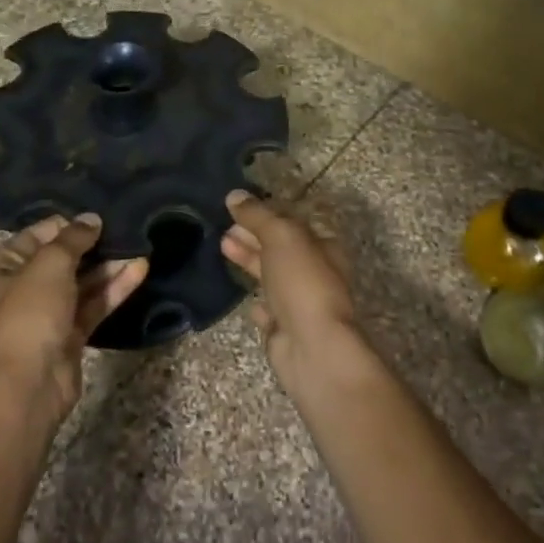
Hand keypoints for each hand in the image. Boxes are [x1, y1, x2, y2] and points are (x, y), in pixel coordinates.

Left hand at [0, 215, 147, 421]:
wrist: (26, 389)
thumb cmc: (27, 316)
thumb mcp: (48, 266)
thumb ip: (72, 239)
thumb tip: (91, 219)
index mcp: (1, 268)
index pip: (37, 235)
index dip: (67, 224)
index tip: (99, 215)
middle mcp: (21, 288)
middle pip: (62, 259)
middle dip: (93, 245)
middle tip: (126, 227)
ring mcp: (46, 314)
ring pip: (82, 283)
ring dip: (109, 266)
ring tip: (140, 245)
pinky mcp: (69, 336)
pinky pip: (93, 305)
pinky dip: (114, 289)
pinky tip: (140, 269)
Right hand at [220, 190, 358, 388]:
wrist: (312, 347)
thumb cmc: (302, 282)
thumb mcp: (281, 236)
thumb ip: (257, 215)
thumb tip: (234, 195)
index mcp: (323, 247)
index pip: (291, 223)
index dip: (265, 213)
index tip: (236, 207)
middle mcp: (315, 273)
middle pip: (279, 248)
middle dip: (252, 235)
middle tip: (223, 226)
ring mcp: (300, 304)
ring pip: (271, 276)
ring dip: (248, 261)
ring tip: (221, 246)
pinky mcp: (285, 330)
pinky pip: (268, 311)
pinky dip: (256, 302)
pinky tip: (242, 296)